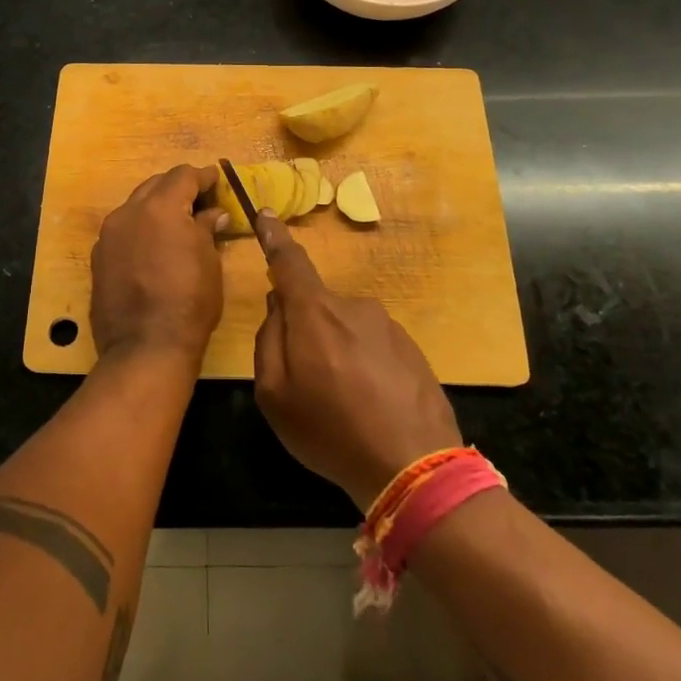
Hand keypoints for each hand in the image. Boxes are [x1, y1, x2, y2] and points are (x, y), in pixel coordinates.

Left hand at [89, 164, 228, 364]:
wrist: (145, 346)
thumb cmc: (190, 301)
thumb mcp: (209, 261)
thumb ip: (207, 228)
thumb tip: (213, 213)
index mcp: (160, 207)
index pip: (183, 176)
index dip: (203, 176)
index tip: (217, 180)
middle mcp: (128, 212)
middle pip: (156, 185)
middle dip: (178, 189)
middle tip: (200, 201)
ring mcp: (108, 235)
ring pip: (135, 206)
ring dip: (156, 208)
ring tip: (177, 224)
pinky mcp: (98, 258)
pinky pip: (123, 231)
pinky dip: (140, 230)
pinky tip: (153, 248)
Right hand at [250, 213, 462, 509]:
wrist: (414, 466)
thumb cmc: (331, 430)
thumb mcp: (274, 394)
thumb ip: (268, 340)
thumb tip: (278, 306)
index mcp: (315, 312)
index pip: (290, 261)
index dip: (274, 236)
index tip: (266, 214)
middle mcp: (353, 306)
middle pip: (317, 306)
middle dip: (306, 331)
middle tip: (307, 382)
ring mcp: (387, 325)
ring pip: (345, 328)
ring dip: (337, 352)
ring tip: (343, 402)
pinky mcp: (411, 347)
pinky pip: (372, 346)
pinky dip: (363, 366)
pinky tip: (370, 404)